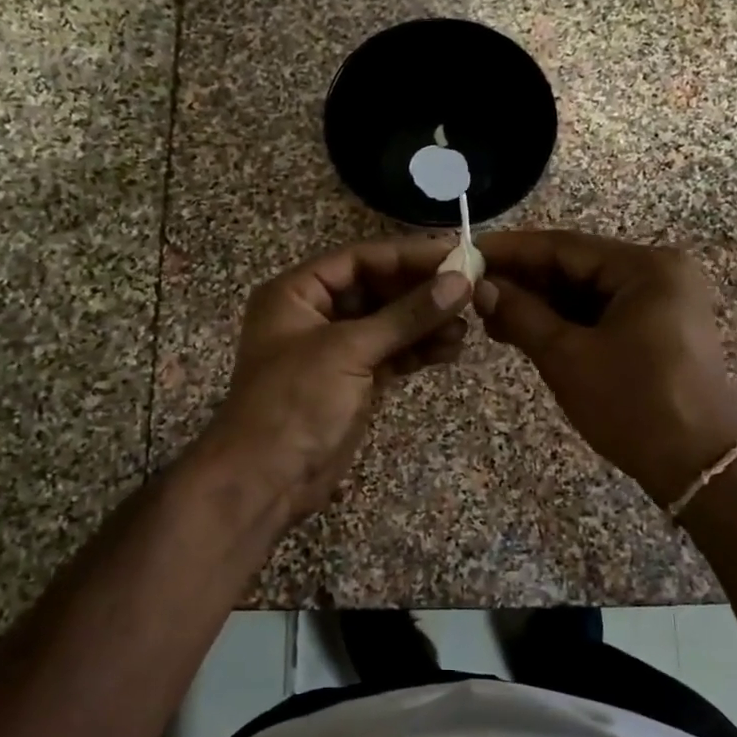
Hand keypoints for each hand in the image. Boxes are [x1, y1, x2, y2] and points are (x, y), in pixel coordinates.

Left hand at [208, 236, 473, 521]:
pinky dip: (418, 351)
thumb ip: (406, 315)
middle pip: (376, 289)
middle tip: (469, 293)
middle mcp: (314, 315)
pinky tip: (449, 350)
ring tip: (465, 328)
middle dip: (421, 293)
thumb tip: (461, 281)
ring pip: (388, 324)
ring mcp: (334, 350)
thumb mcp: (349, 350)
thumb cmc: (295, 402)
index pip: (359, 259)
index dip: (407, 255)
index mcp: (296, 293)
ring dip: (425, 324)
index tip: (456, 255)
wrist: (266, 480)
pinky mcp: (352, 381)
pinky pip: (391, 354)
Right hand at [473, 229, 736, 506]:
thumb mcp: (567, 357)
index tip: (467, 253)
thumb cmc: (633, 406)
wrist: (698, 467)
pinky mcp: (659, 328)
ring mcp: (662, 301)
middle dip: (523, 280)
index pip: (564, 247)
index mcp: (646, 268)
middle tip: (471, 291)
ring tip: (490, 316)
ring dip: (540, 303)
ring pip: (586, 292)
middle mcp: (659, 273)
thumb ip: (521, 314)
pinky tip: (525, 329)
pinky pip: (601, 313)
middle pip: (576, 266)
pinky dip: (564, 321)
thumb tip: (480, 287)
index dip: (511, 251)